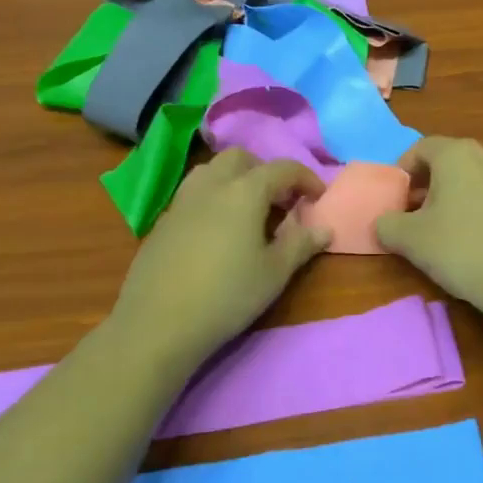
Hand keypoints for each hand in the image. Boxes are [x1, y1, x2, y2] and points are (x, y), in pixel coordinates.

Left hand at [110, 149, 329, 368]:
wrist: (158, 324)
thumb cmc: (227, 295)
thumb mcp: (274, 273)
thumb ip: (301, 244)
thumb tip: (324, 228)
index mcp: (244, 192)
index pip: (282, 168)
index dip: (305, 178)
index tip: (318, 197)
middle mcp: (211, 186)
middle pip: (240, 158)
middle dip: (265, 170)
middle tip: (280, 199)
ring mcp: (181, 202)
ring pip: (211, 171)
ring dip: (235, 179)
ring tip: (247, 210)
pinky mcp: (162, 222)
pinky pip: (192, 194)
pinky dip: (212, 197)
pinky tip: (217, 232)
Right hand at [374, 137, 482, 317]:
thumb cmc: (462, 249)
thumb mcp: (411, 239)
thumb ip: (387, 224)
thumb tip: (384, 222)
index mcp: (457, 154)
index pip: (419, 149)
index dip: (400, 172)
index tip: (392, 201)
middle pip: (443, 162)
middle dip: (421, 187)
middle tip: (407, 216)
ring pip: (465, 180)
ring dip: (444, 199)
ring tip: (433, 232)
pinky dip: (467, 209)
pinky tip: (463, 241)